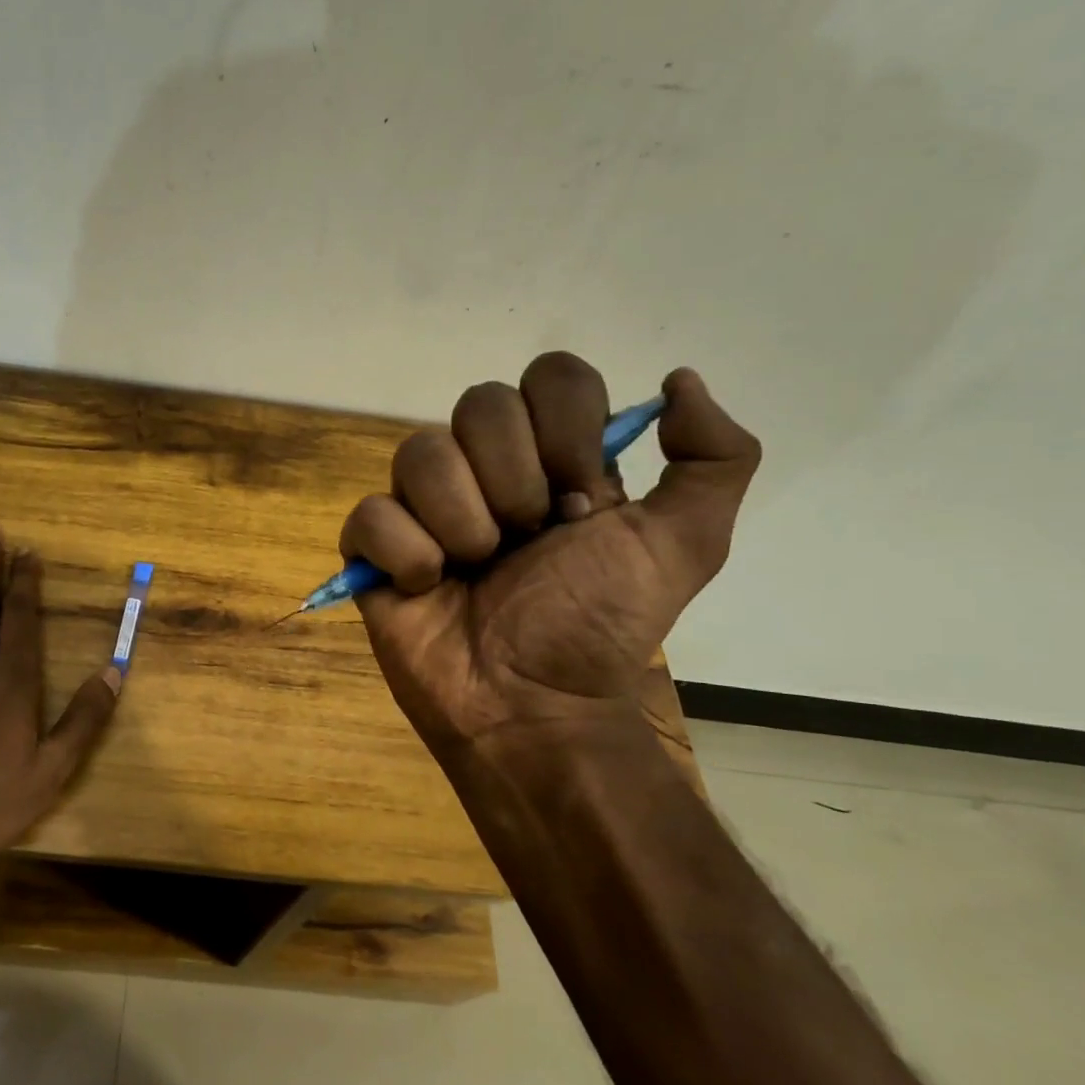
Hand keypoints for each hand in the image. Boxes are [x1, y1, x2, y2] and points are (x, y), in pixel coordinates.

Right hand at [340, 353, 758, 774]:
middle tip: (526, 540)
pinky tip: (427, 588)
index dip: (564, 427)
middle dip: (512, 481)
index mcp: (552, 457)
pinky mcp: (374, 549)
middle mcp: (484, 469)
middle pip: (478, 404)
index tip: (582, 500)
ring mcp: (423, 507)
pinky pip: (370, 514)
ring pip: (418, 453)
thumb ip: (714, 460)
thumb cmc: (598, 628)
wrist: (532, 708)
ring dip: (460, 520)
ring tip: (474, 570)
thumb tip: (678, 380)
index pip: (550, 376)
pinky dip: (405, 554)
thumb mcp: (683, 548)